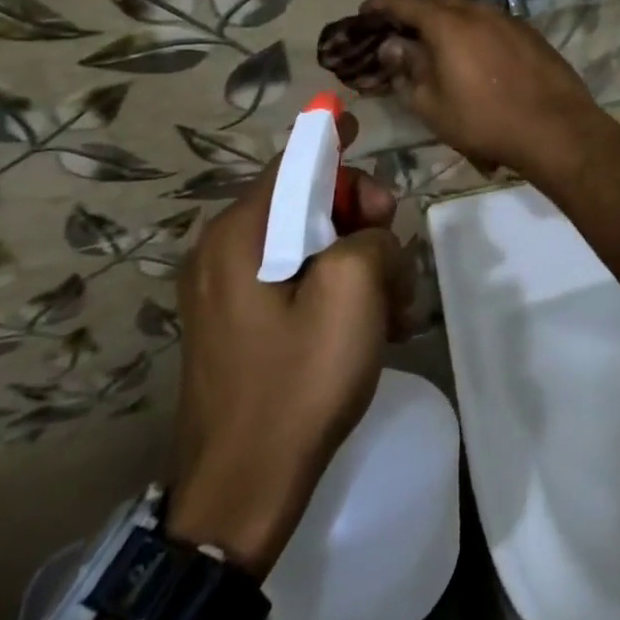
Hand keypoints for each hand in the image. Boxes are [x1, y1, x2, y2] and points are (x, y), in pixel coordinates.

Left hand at [168, 115, 412, 578]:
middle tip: (394, 256)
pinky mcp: (242, 323)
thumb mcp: (355, 292)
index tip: (360, 124)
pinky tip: (371, 326)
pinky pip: (299, 279)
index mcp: (242, 235)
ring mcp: (229, 291)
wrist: (241, 495)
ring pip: (312, 242)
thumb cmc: (298, 382)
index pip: (294, 161)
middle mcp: (225, 252)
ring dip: (360, 261)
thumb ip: (371, 236)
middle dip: (361, 216)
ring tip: (391, 308)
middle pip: (308, 200)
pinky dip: (338, 289)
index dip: (332, 139)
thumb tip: (368, 234)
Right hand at [361, 0, 607, 177]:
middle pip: (436, 0)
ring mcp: (509, 19)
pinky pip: (489, 23)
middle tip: (394, 33)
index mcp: (449, 22)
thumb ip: (408, 68)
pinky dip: (469, 31)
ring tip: (430, 45)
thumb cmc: (486, 120)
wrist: (557, 128)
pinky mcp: (529, 34)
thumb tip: (393, 46)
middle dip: (410, 11)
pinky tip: (469, 55)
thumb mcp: (432, 104)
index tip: (364, 15)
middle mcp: (479, 10)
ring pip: (465, 10)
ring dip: (442, 22)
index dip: (379, 4)